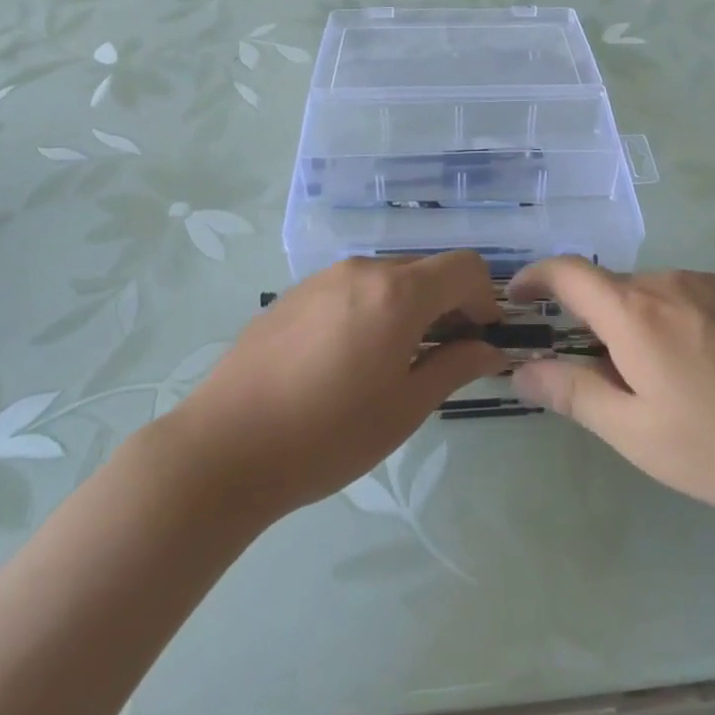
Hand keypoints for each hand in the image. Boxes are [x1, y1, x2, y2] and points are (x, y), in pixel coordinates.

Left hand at [178, 254, 507, 518]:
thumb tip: (490, 349)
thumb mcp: (405, 407)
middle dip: (448, 303)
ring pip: (387, 278)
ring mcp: (322, 277)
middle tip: (443, 355)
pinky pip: (350, 288)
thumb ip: (455, 367)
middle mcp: (362, 270)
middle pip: (426, 269)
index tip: (480, 340)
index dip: (485, 299)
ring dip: (409, 306)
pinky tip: (347, 359)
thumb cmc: (328, 434)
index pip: (465, 267)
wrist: (225, 447)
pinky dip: (371, 309)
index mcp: (397, 292)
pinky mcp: (293, 294)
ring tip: (393, 361)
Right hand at [509, 259, 714, 516]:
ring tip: (668, 385)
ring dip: (639, 326)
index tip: (519, 297)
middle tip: (607, 381)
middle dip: (594, 325)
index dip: (535, 277)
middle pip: (612, 290)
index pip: (568, 272)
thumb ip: (574, 395)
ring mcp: (712, 283)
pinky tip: (710, 370)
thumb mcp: (638, 434)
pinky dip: (676, 322)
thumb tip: (522, 370)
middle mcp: (669, 282)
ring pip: (653, 296)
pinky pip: (690, 297)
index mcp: (634, 312)